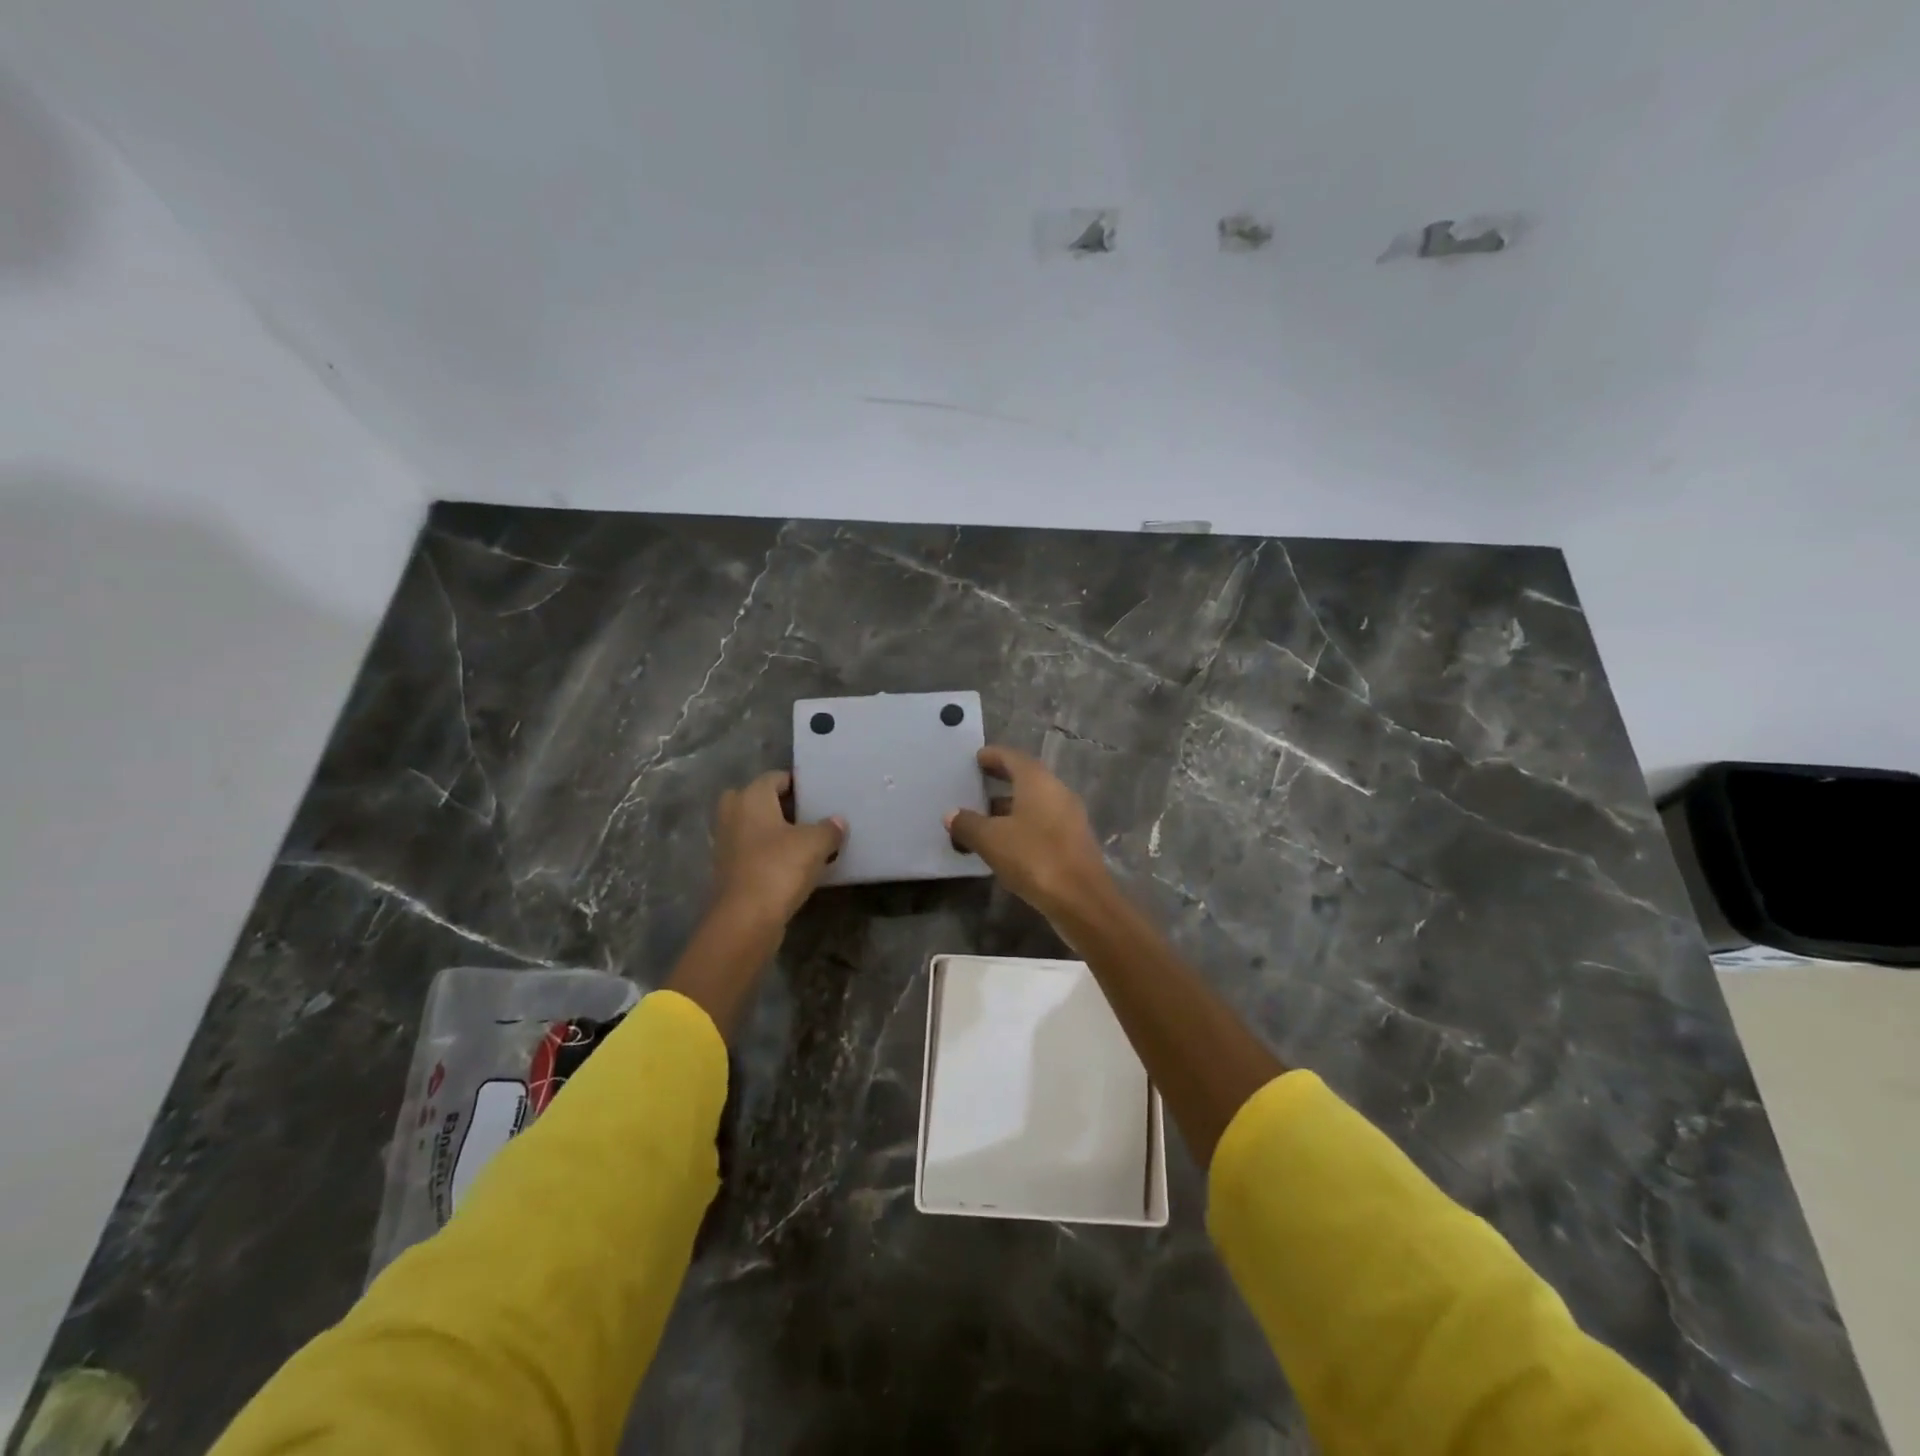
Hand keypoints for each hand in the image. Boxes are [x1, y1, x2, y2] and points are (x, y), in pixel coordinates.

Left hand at [710, 771, 845, 926]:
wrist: (746, 919)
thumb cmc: (779, 868)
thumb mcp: (815, 844)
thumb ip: (829, 828)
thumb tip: (837, 821)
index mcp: (750, 797)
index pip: (774, 778)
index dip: (797, 783)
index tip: (818, 794)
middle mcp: (732, 814)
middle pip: (757, 800)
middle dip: (779, 806)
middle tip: (807, 815)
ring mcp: (725, 843)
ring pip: (752, 827)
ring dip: (773, 831)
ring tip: (804, 841)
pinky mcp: (727, 870)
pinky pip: (751, 851)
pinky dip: (767, 854)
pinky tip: (791, 865)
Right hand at [946, 746, 1112, 920]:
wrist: (1081, 899)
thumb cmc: (1034, 857)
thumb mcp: (991, 840)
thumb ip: (968, 824)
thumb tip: (951, 814)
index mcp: (1038, 781)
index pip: (1013, 757)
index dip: (993, 756)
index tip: (977, 758)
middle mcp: (1057, 791)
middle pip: (1026, 778)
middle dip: (1002, 779)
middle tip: (978, 782)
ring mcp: (1070, 816)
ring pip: (1035, 802)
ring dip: (1011, 806)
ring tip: (984, 817)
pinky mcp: (1074, 840)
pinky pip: (1043, 822)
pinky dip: (1023, 824)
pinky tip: (1006, 842)